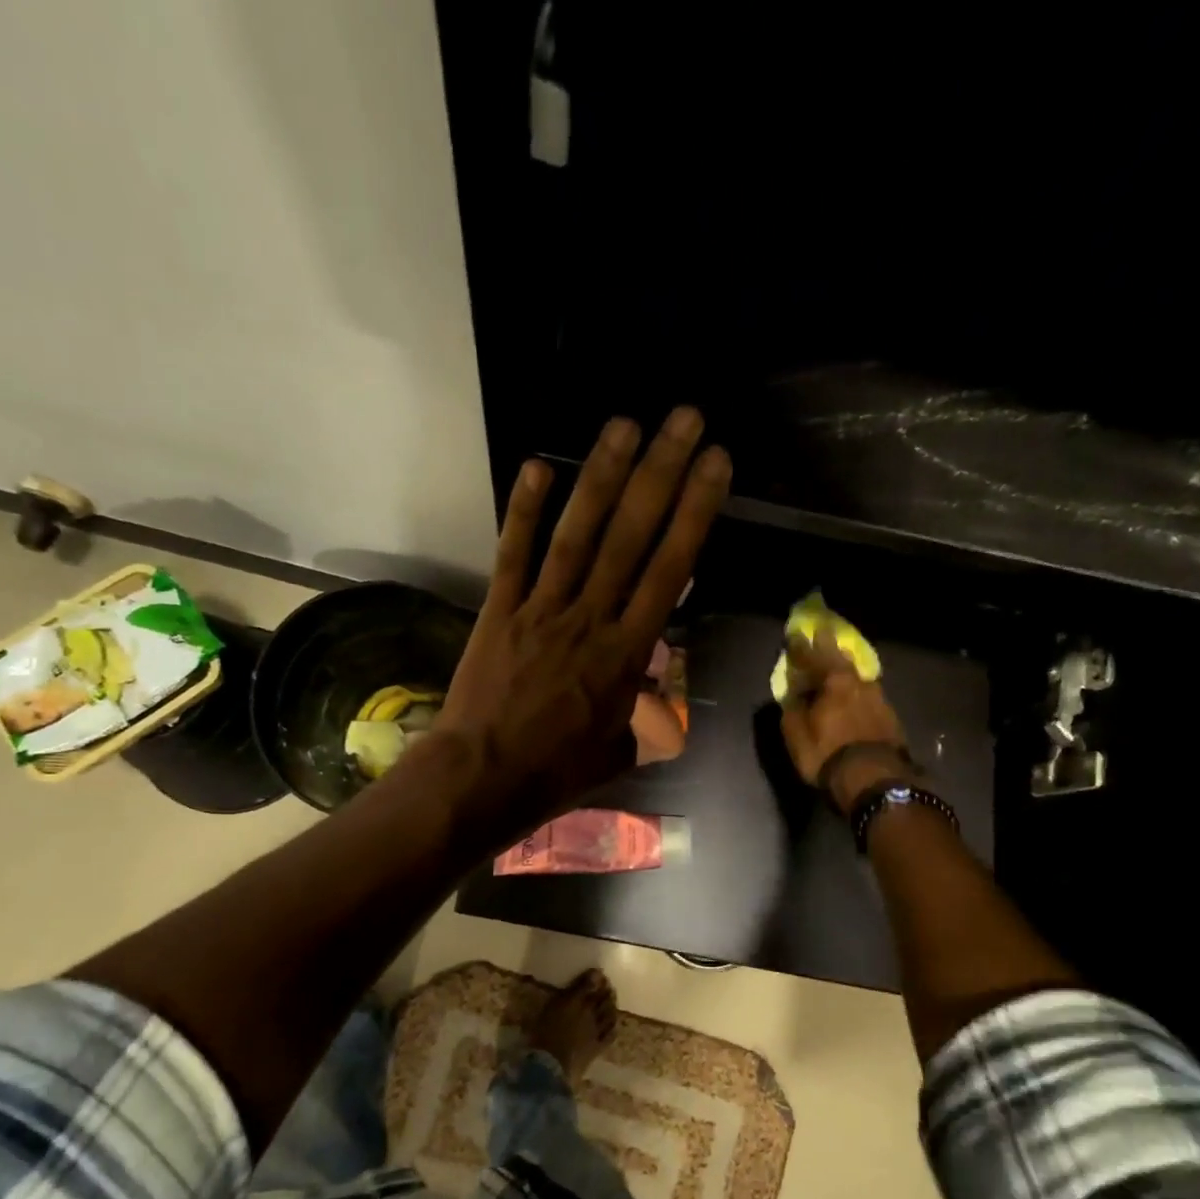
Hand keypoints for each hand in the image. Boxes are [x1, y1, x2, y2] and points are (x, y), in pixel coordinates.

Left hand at [428, 408, 730, 836]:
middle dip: (661, 473)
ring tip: (625, 424)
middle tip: (684, 419)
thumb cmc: (556, 771)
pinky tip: (538, 464)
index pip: (670, 570)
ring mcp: (541, 609)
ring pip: (577, 534)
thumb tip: (652, 700)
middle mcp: (590, 618)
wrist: (483, 778)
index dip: (695, 512)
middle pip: (630, 536)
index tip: (715, 464)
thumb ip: (640, 718)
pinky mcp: (499, 610)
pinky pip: (514, 554)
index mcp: (627, 653)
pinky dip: (524, 511)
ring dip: (601, 476)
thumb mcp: (617, 750)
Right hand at [779, 636, 910, 811]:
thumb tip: (794, 695)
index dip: (800, 647)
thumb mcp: (796, 734)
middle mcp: (858, 682)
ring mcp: (879, 698)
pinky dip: (857, 690)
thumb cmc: (827, 753)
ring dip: (846, 668)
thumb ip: (792, 709)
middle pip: (840, 659)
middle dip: (829, 646)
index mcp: (834, 680)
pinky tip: (856, 693)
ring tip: (840, 662)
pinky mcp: (890, 716)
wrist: (875, 778)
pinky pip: (868, 695)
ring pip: (857, 676)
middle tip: (823, 631)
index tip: (793, 635)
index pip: (812, 657)